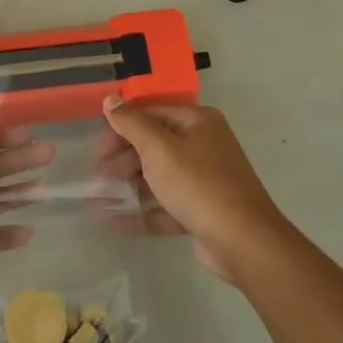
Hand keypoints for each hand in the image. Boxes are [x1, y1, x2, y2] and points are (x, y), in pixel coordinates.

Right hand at [97, 99, 290, 283]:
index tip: (97, 150)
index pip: (151, 115)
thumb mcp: (159, 149)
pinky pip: (167, 205)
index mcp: (198, 122)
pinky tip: (115, 222)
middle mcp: (204, 145)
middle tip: (98, 179)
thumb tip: (110, 99)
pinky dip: (143, 212)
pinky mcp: (203, 211)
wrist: (245, 243)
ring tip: (98, 202)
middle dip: (122, 162)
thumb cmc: (199, 185)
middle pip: (154, 146)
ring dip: (128, 189)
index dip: (120, 129)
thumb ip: (132, 123)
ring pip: (159, 178)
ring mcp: (205, 180)